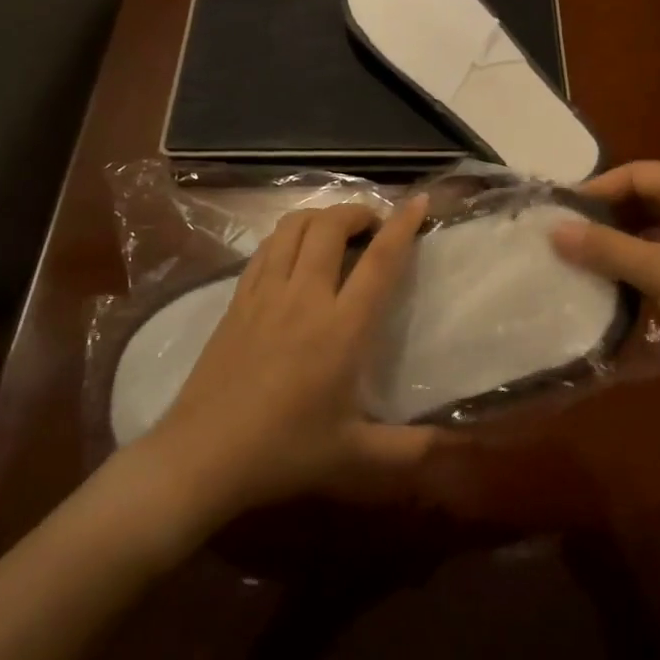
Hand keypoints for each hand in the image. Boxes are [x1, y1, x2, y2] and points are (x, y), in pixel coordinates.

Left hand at [140, 195, 435, 515]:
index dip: (402, 225)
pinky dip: (287, 235)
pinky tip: (294, 253)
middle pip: (330, 226)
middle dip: (357, 212)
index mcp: (341, 328)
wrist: (201, 458)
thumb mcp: (356, 456)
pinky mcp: (236, 301)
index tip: (418, 201)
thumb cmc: (284, 452)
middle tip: (374, 226)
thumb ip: (412, 449)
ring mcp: (264, 294)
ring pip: (292, 227)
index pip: (379, 261)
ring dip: (320, 216)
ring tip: (336, 230)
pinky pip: (265, 248)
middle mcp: (304, 298)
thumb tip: (457, 444)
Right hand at [550, 161, 659, 395]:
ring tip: (591, 261)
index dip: (599, 187)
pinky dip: (647, 263)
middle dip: (610, 216)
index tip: (563, 211)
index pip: (638, 173)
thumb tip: (554, 230)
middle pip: (650, 198)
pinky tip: (626, 285)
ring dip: (626, 242)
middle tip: (572, 237)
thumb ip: (605, 248)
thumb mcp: (659, 270)